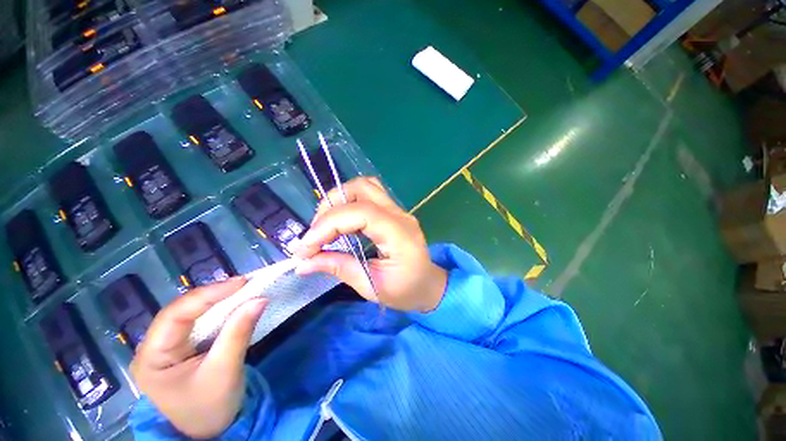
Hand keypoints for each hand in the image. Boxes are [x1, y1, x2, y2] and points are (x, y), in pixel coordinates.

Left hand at [130, 278, 266, 438]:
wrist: (210, 430)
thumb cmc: (211, 407)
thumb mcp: (225, 371)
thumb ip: (239, 333)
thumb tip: (260, 299)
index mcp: (151, 357)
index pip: (176, 315)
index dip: (209, 294)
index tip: (242, 282)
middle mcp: (154, 346)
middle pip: (182, 311)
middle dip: (214, 295)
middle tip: (245, 283)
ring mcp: (168, 346)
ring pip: (192, 313)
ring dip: (219, 300)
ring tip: (243, 289)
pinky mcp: (183, 346)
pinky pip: (200, 321)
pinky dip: (220, 310)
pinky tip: (235, 303)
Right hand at [294, 177, 446, 311]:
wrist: (428, 284)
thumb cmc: (406, 290)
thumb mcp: (372, 286)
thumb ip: (339, 269)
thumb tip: (303, 262)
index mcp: (399, 234)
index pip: (360, 213)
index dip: (327, 225)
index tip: (305, 247)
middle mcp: (399, 214)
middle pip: (361, 189)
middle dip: (330, 206)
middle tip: (316, 234)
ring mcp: (397, 210)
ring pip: (364, 187)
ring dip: (338, 200)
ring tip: (325, 226)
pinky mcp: (393, 211)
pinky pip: (368, 195)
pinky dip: (347, 203)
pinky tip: (340, 223)